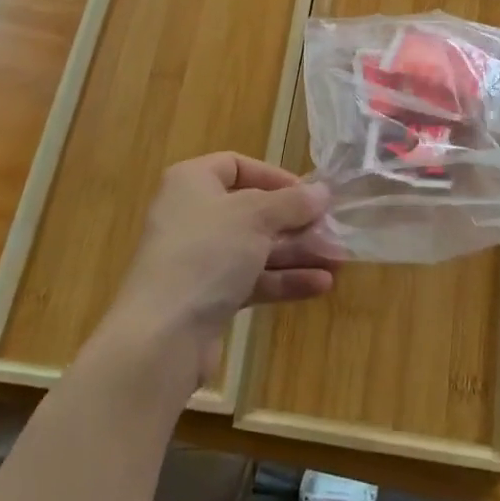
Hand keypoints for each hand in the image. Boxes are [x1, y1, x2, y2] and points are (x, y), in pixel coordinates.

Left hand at [108, 153, 339, 384]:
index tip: (307, 193)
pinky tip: (320, 285)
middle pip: (252, 210)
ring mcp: (200, 259)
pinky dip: (283, 280)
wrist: (162, 335)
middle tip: (333, 230)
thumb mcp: (256, 216)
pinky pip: (252, 279)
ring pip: (256, 248)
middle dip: (295, 222)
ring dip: (297, 253)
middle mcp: (193, 215)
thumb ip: (292, 202)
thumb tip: (322, 192)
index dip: (274, 176)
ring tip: (337, 260)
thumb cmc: (207, 253)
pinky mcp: (208, 297)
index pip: (236, 165)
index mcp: (193, 183)